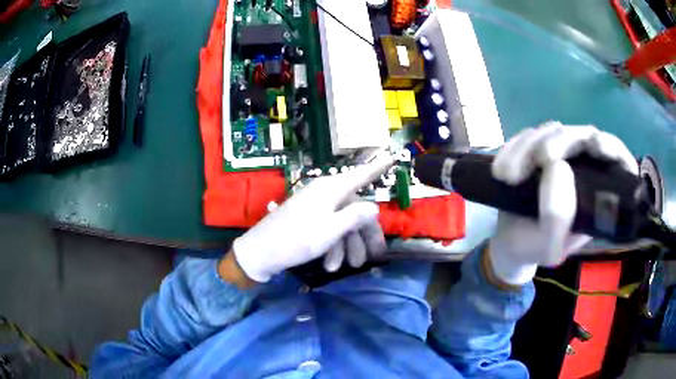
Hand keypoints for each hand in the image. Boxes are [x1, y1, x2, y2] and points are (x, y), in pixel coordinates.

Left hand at [232, 154, 393, 282]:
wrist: (260, 253)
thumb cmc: (295, 240)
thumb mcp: (330, 230)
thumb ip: (355, 216)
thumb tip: (374, 206)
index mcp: (331, 189)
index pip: (360, 175)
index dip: (377, 167)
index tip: (392, 157)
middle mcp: (324, 194)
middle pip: (355, 210)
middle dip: (364, 236)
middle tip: (375, 256)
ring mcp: (315, 208)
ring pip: (342, 224)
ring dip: (346, 247)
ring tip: (346, 268)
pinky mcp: (307, 221)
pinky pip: (328, 230)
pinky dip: (332, 248)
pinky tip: (329, 266)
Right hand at [487, 122, 637, 284]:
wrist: (509, 243)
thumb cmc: (534, 249)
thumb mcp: (549, 247)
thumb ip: (558, 218)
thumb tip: (557, 165)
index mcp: (598, 195)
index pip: (617, 161)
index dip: (611, 148)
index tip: (595, 146)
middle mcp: (584, 170)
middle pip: (582, 136)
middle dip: (560, 142)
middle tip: (538, 160)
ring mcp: (561, 156)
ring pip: (553, 131)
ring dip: (528, 146)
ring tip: (508, 175)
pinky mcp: (538, 149)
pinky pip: (529, 135)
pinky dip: (514, 147)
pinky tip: (501, 169)